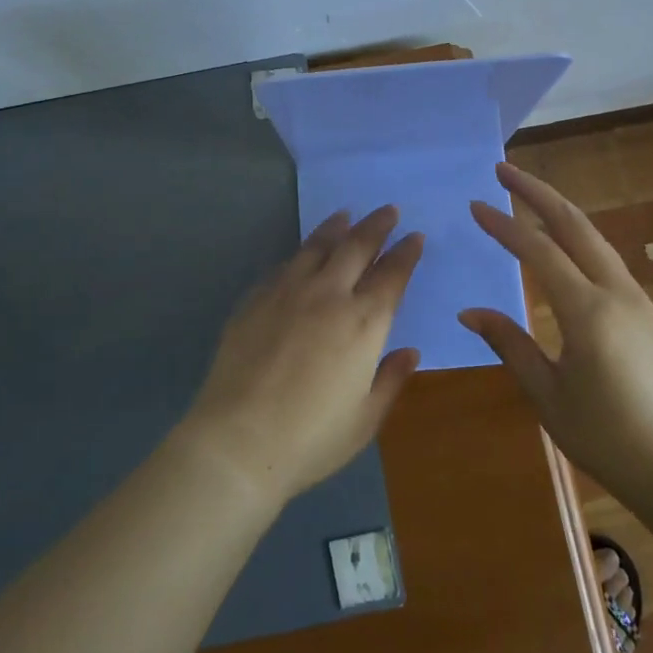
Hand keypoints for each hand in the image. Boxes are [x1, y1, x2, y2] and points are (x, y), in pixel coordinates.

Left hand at [181, 206, 423, 506]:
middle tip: (388, 211)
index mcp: (363, 323)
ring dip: (337, 227)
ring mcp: (288, 292)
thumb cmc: (311, 438)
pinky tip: (304, 253)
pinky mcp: (256, 299)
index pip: (392, 275)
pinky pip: (285, 265)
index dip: (406, 253)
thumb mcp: (364, 419)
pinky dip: (302, 252)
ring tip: (346, 215)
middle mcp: (328, 295)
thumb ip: (390, 380)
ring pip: (318, 246)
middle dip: (377, 226)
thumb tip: (410, 352)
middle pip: (357, 247)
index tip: (414, 237)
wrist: (239, 441)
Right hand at [459, 162, 652, 495]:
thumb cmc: (610, 439)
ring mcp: (637, 298)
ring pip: (593, 236)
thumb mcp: (549, 396)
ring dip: (558, 209)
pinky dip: (576, 235)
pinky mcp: (646, 310)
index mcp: (587, 312)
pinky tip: (562, 240)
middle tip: (503, 169)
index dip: (504, 225)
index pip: (538, 250)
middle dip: (536, 192)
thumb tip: (470, 311)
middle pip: (573, 224)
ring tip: (527, 194)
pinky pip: (605, 257)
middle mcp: (615, 291)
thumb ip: (510, 345)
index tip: (475, 205)